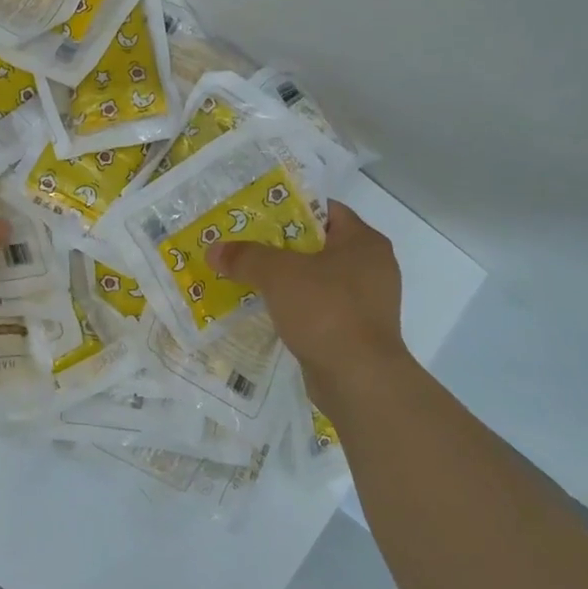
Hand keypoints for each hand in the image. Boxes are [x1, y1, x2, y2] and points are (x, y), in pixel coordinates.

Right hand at [207, 201, 409, 410]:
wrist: (359, 379)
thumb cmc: (326, 311)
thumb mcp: (279, 275)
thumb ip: (246, 257)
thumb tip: (214, 250)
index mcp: (364, 242)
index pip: (326, 210)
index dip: (291, 209)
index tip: (258, 217)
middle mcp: (373, 267)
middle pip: (320, 245)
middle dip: (282, 247)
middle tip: (247, 247)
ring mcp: (368, 302)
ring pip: (319, 279)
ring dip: (289, 280)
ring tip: (251, 278)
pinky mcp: (358, 331)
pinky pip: (322, 308)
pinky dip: (298, 307)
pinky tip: (270, 311)